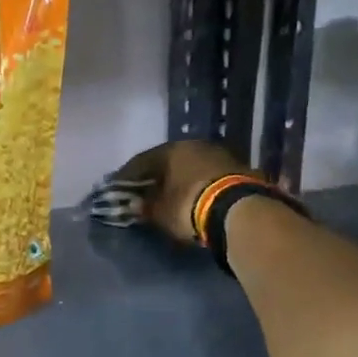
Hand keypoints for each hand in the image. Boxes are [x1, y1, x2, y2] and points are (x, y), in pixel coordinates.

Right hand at [111, 139, 265, 244]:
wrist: (239, 211)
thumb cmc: (189, 206)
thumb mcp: (160, 211)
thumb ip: (145, 206)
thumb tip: (135, 204)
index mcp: (171, 149)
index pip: (141, 161)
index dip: (127, 177)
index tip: (118, 189)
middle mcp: (194, 145)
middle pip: (168, 161)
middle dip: (156, 177)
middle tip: (145, 192)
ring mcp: (219, 154)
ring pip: (190, 167)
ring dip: (179, 180)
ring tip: (170, 196)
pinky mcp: (239, 168)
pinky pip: (208, 176)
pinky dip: (198, 185)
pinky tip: (194, 198)